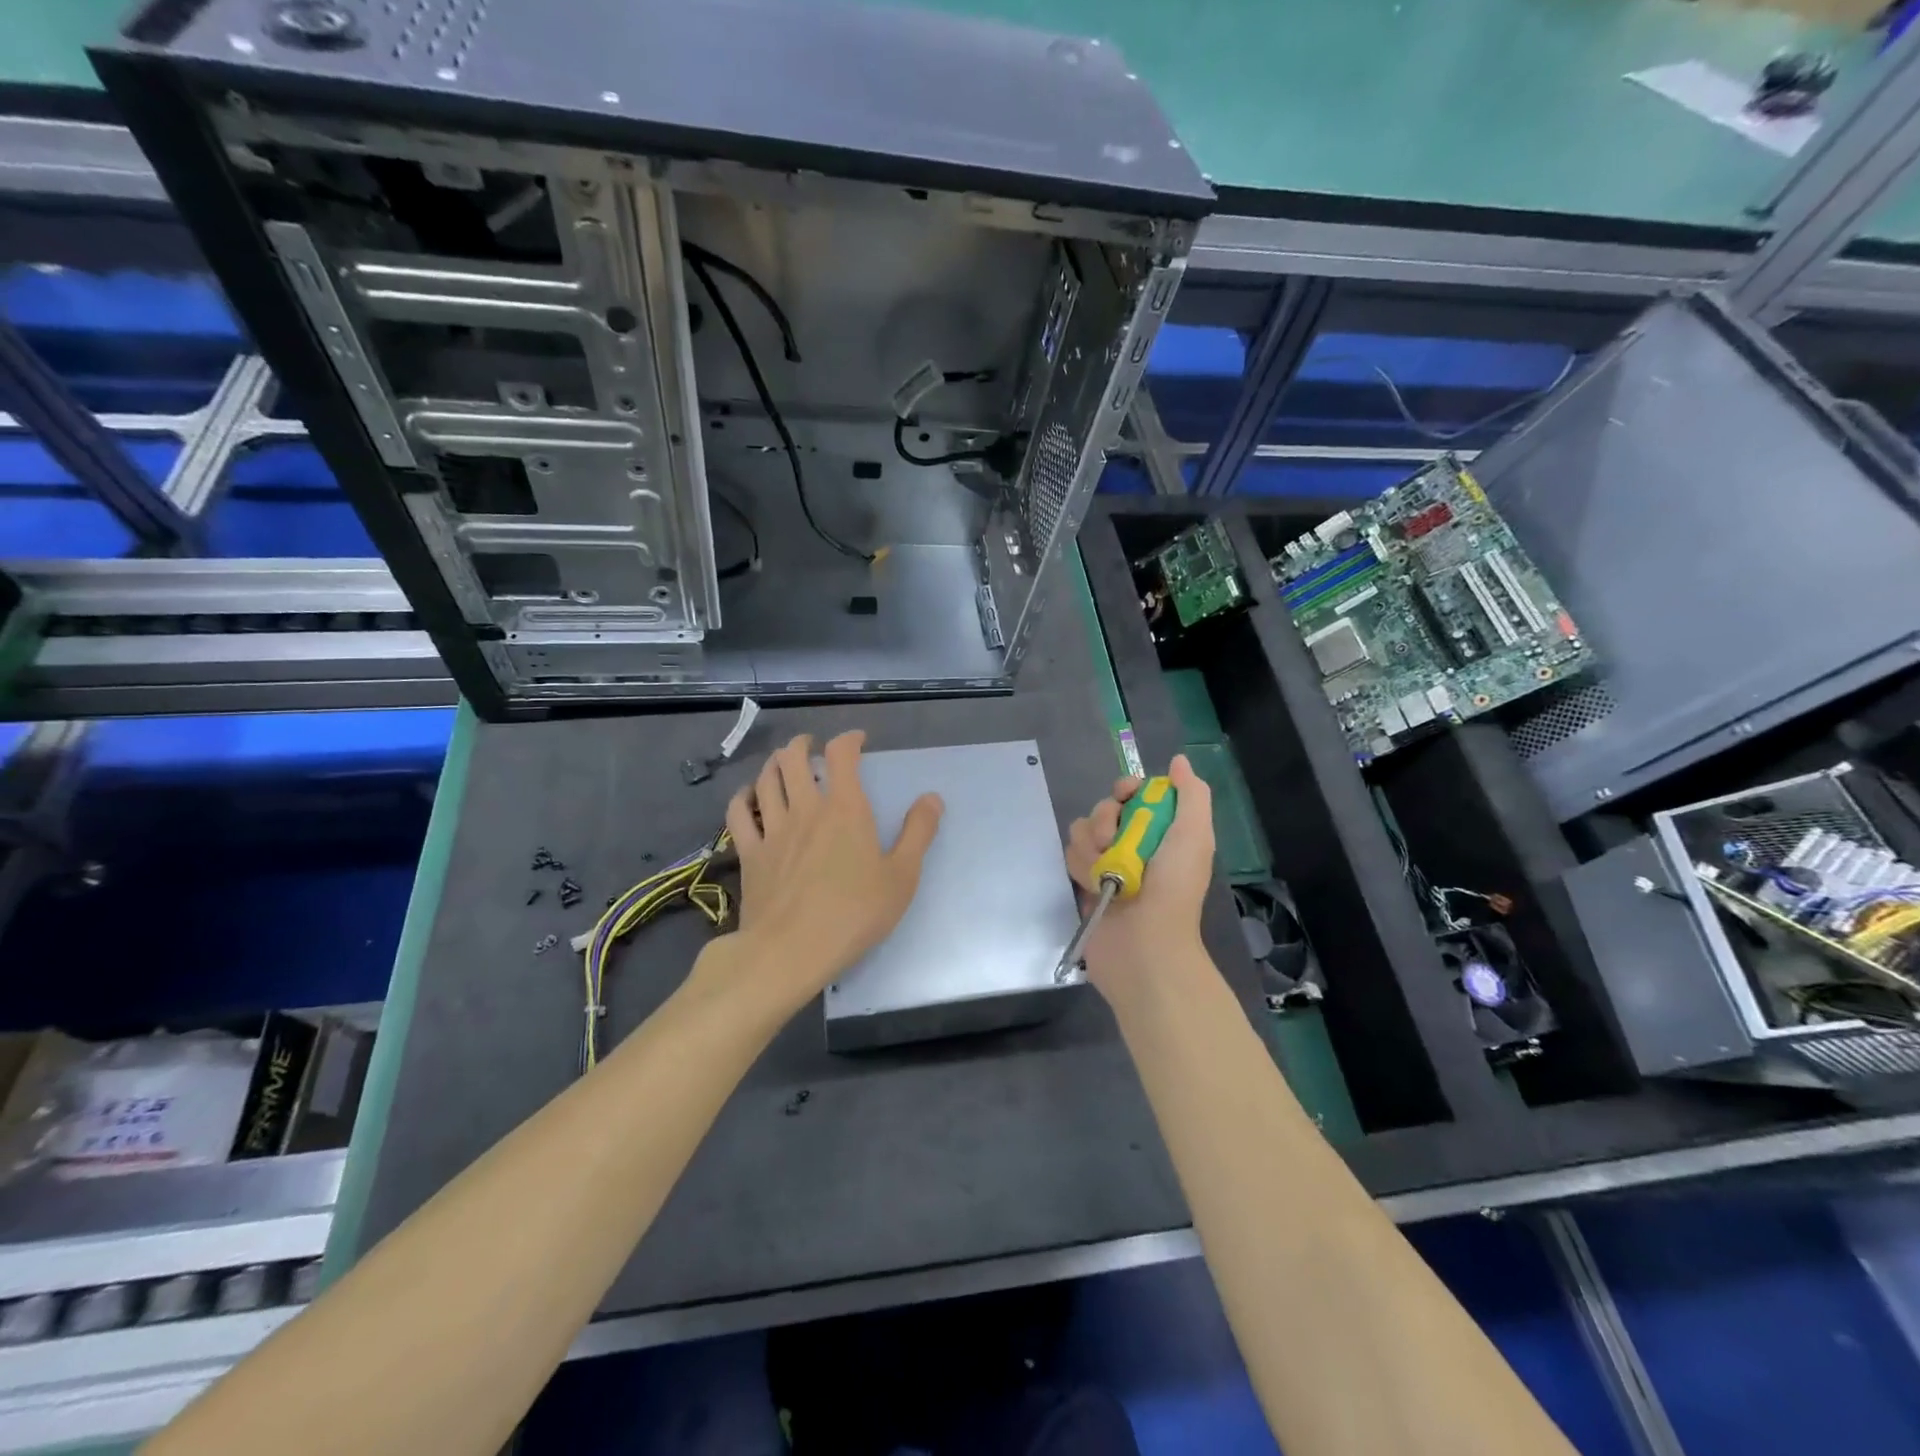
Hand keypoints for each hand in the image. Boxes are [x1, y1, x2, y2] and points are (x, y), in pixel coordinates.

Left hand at [721, 730, 942, 1014]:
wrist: (791, 951)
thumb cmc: (853, 914)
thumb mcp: (901, 877)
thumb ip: (918, 833)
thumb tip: (932, 798)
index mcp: (845, 809)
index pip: (841, 755)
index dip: (848, 739)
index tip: (857, 741)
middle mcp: (806, 809)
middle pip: (793, 758)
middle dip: (802, 744)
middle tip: (811, 747)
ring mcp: (772, 829)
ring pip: (765, 779)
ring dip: (773, 764)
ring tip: (781, 763)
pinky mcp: (749, 853)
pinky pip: (738, 813)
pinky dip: (743, 797)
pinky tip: (749, 797)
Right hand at [1063, 754, 1213, 998]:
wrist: (1144, 946)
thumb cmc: (1173, 889)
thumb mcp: (1194, 836)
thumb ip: (1191, 796)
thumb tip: (1179, 762)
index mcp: (1163, 830)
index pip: (1136, 792)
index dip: (1127, 789)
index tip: (1126, 796)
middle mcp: (1134, 842)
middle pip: (1105, 807)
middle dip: (1105, 820)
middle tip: (1113, 842)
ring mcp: (1108, 863)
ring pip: (1083, 829)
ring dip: (1091, 847)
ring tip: (1105, 873)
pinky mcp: (1084, 881)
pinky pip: (1070, 854)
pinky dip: (1080, 866)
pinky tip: (1093, 885)